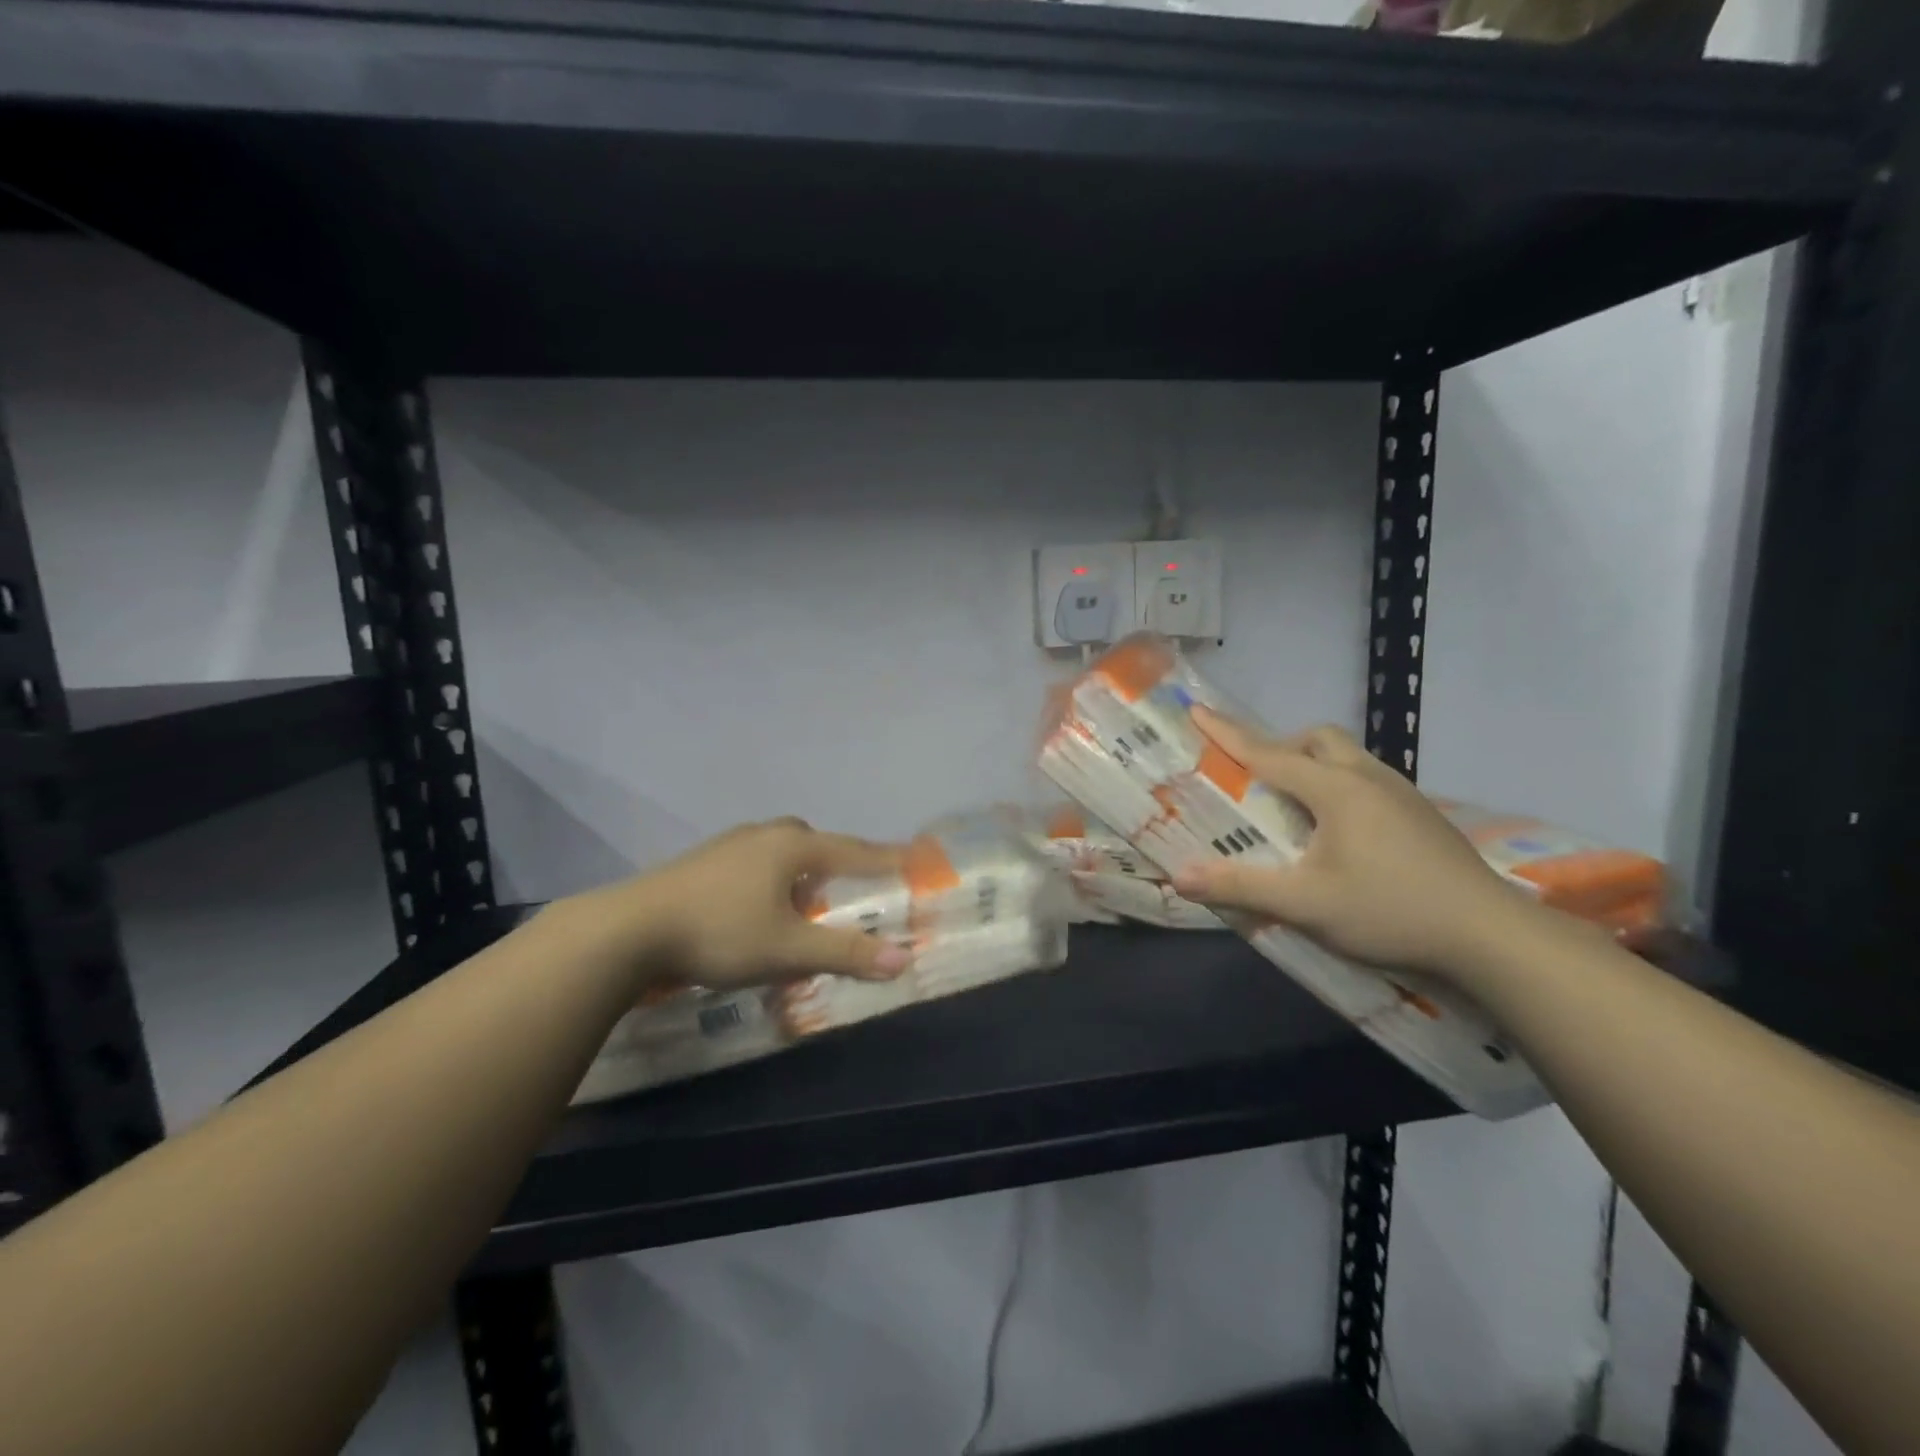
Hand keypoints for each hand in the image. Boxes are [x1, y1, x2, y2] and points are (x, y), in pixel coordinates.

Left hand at [583, 818, 911, 990]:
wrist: (629, 929)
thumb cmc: (721, 932)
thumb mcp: (789, 949)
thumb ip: (846, 953)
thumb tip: (902, 960)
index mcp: (794, 846)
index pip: (856, 850)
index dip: (888, 858)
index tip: (917, 857)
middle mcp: (766, 834)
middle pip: (818, 843)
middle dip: (841, 863)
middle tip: (855, 888)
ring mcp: (731, 843)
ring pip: (783, 851)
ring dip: (803, 872)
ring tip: (807, 903)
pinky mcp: (704, 860)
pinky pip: (756, 861)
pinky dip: (773, 878)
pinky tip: (759, 906)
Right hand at [1170, 710, 1542, 984]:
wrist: (1491, 936)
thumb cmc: (1391, 911)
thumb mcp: (1306, 904)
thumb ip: (1241, 887)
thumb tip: (1179, 877)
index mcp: (1336, 790)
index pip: (1268, 753)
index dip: (1227, 733)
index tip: (1197, 710)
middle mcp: (1368, 778)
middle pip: (1318, 740)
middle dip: (1282, 748)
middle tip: (1261, 783)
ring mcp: (1403, 794)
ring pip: (1349, 757)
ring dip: (1315, 767)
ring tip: (1298, 810)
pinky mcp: (1422, 815)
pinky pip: (1369, 780)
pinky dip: (1341, 787)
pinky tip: (1343, 834)